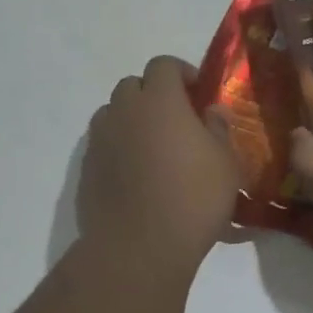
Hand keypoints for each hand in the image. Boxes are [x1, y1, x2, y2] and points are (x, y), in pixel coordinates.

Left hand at [79, 56, 242, 274]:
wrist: (139, 247)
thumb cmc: (193, 198)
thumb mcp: (225, 163)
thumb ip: (218, 129)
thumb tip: (211, 111)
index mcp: (160, 101)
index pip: (163, 65)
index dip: (182, 73)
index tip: (199, 94)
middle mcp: (124, 111)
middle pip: (133, 85)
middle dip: (154, 94)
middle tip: (177, 120)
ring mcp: (100, 140)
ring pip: (113, 114)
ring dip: (133, 120)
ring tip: (154, 147)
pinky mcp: (86, 169)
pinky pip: (104, 145)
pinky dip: (119, 148)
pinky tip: (138, 176)